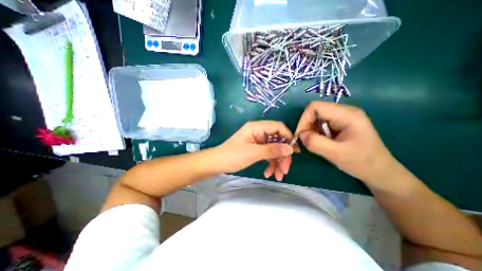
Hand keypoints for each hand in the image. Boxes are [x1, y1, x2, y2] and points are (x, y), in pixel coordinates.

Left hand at [214, 120, 297, 179]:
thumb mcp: (253, 153)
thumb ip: (272, 150)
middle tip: (285, 170)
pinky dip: (270, 163)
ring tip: (278, 176)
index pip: (278, 127)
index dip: (288, 137)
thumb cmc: (233, 156)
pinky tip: (269, 173)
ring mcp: (258, 140)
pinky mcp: (256, 148)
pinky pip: (267, 154)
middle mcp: (258, 131)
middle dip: (282, 155)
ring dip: (277, 162)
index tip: (294, 152)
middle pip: (278, 140)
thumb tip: (290, 148)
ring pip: (274, 149)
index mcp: (257, 127)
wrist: (217, 163)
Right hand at [296, 102, 401, 183]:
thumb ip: (315, 142)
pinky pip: (321, 124)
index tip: (300, 136)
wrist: (380, 171)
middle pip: (315, 111)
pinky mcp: (341, 123)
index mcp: (347, 114)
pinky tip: (323, 142)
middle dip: (307, 126)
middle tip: (307, 142)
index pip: (315, 107)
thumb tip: (301, 135)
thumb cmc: (361, 162)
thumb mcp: (336, 154)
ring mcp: (343, 116)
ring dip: (312, 131)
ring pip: (317, 118)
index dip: (303, 120)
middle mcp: (344, 111)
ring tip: (317, 144)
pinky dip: (316, 133)